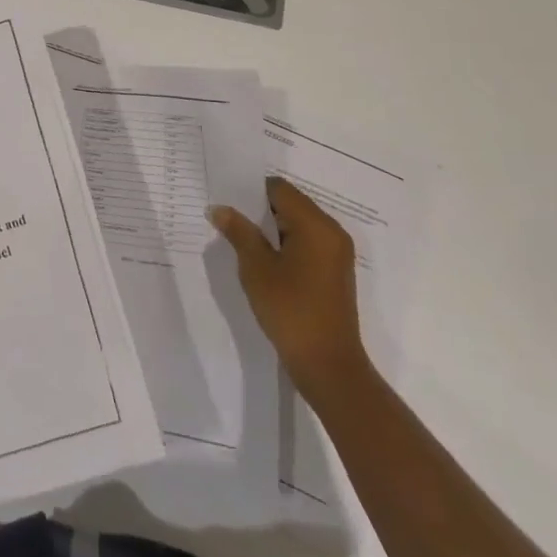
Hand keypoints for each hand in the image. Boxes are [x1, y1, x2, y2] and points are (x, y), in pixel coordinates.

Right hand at [210, 176, 368, 393]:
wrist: (328, 367)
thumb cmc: (291, 311)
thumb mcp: (257, 268)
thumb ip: (239, 232)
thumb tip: (219, 208)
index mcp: (316, 225)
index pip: (280, 189)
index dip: (252, 191)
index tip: (228, 200)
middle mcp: (332, 232)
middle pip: (291, 204)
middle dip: (260, 210)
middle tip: (230, 218)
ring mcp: (337, 253)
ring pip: (298, 224)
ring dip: (272, 229)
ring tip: (242, 239)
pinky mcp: (335, 272)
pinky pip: (307, 243)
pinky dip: (286, 244)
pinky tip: (264, 260)